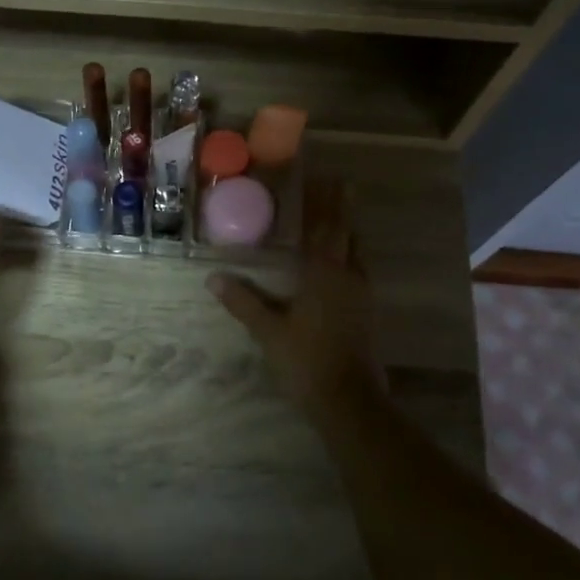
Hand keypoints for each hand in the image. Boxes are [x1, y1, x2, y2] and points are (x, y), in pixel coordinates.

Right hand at [208, 180, 384, 421]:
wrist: (348, 401)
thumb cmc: (306, 361)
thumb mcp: (268, 331)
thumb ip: (243, 302)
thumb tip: (213, 277)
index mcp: (324, 275)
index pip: (326, 228)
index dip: (326, 203)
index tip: (327, 179)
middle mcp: (348, 277)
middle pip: (348, 235)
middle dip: (342, 210)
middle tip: (339, 187)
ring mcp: (362, 295)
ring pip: (358, 253)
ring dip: (349, 232)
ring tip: (339, 219)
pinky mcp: (366, 313)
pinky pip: (359, 271)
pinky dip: (350, 256)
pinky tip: (341, 263)